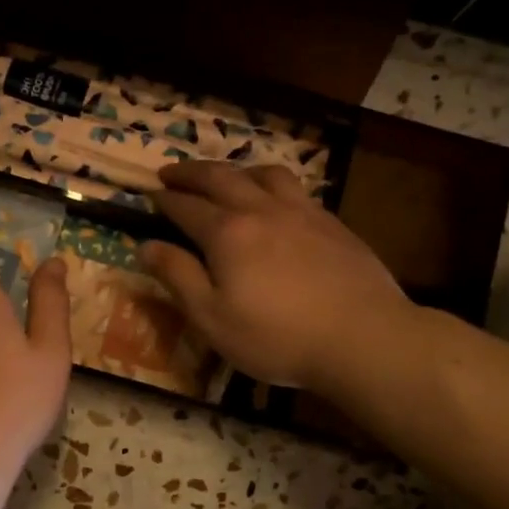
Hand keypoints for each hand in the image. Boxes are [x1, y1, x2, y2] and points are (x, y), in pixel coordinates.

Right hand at [139, 161, 409, 392]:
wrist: (362, 337)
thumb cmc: (277, 337)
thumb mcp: (212, 318)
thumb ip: (178, 277)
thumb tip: (146, 246)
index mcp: (227, 233)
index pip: (186, 207)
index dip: (164, 200)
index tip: (148, 195)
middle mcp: (262, 210)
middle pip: (221, 178)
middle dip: (191, 172)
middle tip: (171, 172)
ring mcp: (302, 212)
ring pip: (263, 174)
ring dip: (236, 170)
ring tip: (226, 178)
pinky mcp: (332, 223)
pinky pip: (295, 188)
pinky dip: (272, 184)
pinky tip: (276, 201)